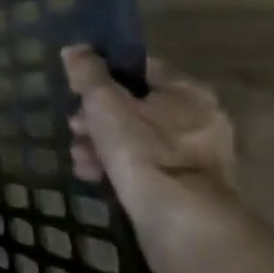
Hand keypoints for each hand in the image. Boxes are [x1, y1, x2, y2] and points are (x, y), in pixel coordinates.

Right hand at [60, 46, 239, 272]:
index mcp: (187, 92)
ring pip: (135, 139)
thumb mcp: (104, 103)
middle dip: (96, 117)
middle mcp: (199, 120)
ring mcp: (196, 157)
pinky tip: (93, 176)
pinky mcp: (186, 188)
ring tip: (79, 158)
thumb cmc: (142, 151)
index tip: (77, 90)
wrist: (180, 223)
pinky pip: (144, 166)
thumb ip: (88, 73)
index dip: (103, 75)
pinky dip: (118, 167)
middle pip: (134, 106)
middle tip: (74, 128)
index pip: (140, 69)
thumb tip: (75, 49)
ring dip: (101, 144)